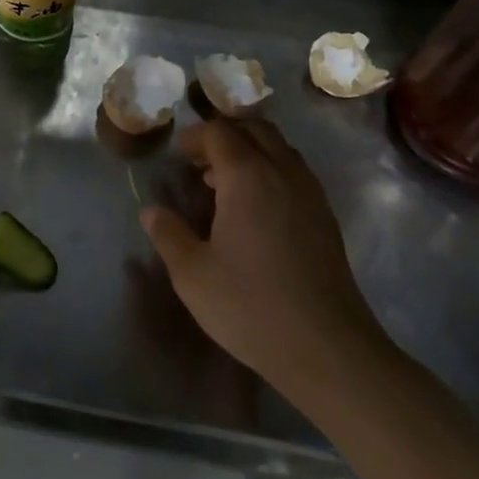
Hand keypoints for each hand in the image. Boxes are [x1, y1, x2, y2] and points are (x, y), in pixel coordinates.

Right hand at [140, 117, 384, 389]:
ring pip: (280, 150)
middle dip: (225, 135)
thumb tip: (152, 210)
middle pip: (256, 130)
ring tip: (222, 184)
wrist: (326, 347)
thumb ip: (168, 234)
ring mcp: (311, 195)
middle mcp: (284, 173)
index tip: (176, 156)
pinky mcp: (326, 219)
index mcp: (248, 177)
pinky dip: (270, 173)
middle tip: (198, 162)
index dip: (194, 136)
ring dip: (250, 152)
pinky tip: (253, 211)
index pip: (220, 132)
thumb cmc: (249, 305)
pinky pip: (295, 174)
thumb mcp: (191, 273)